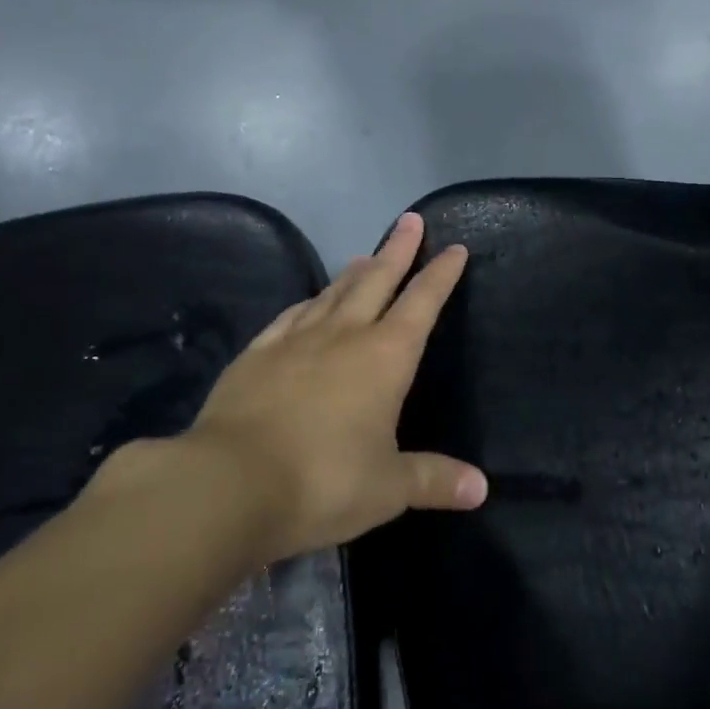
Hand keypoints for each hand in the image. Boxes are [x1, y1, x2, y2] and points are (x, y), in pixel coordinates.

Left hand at [180, 212, 486, 563]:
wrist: (228, 484)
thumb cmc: (322, 481)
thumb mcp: (388, 489)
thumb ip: (434, 480)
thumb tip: (481, 489)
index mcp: (385, 357)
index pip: (423, 303)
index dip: (441, 275)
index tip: (454, 248)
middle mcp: (345, 335)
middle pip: (378, 279)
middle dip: (398, 249)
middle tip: (410, 220)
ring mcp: (296, 339)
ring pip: (334, 292)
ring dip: (355, 271)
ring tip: (365, 255)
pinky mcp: (258, 353)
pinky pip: (291, 315)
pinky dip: (308, 301)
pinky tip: (309, 301)